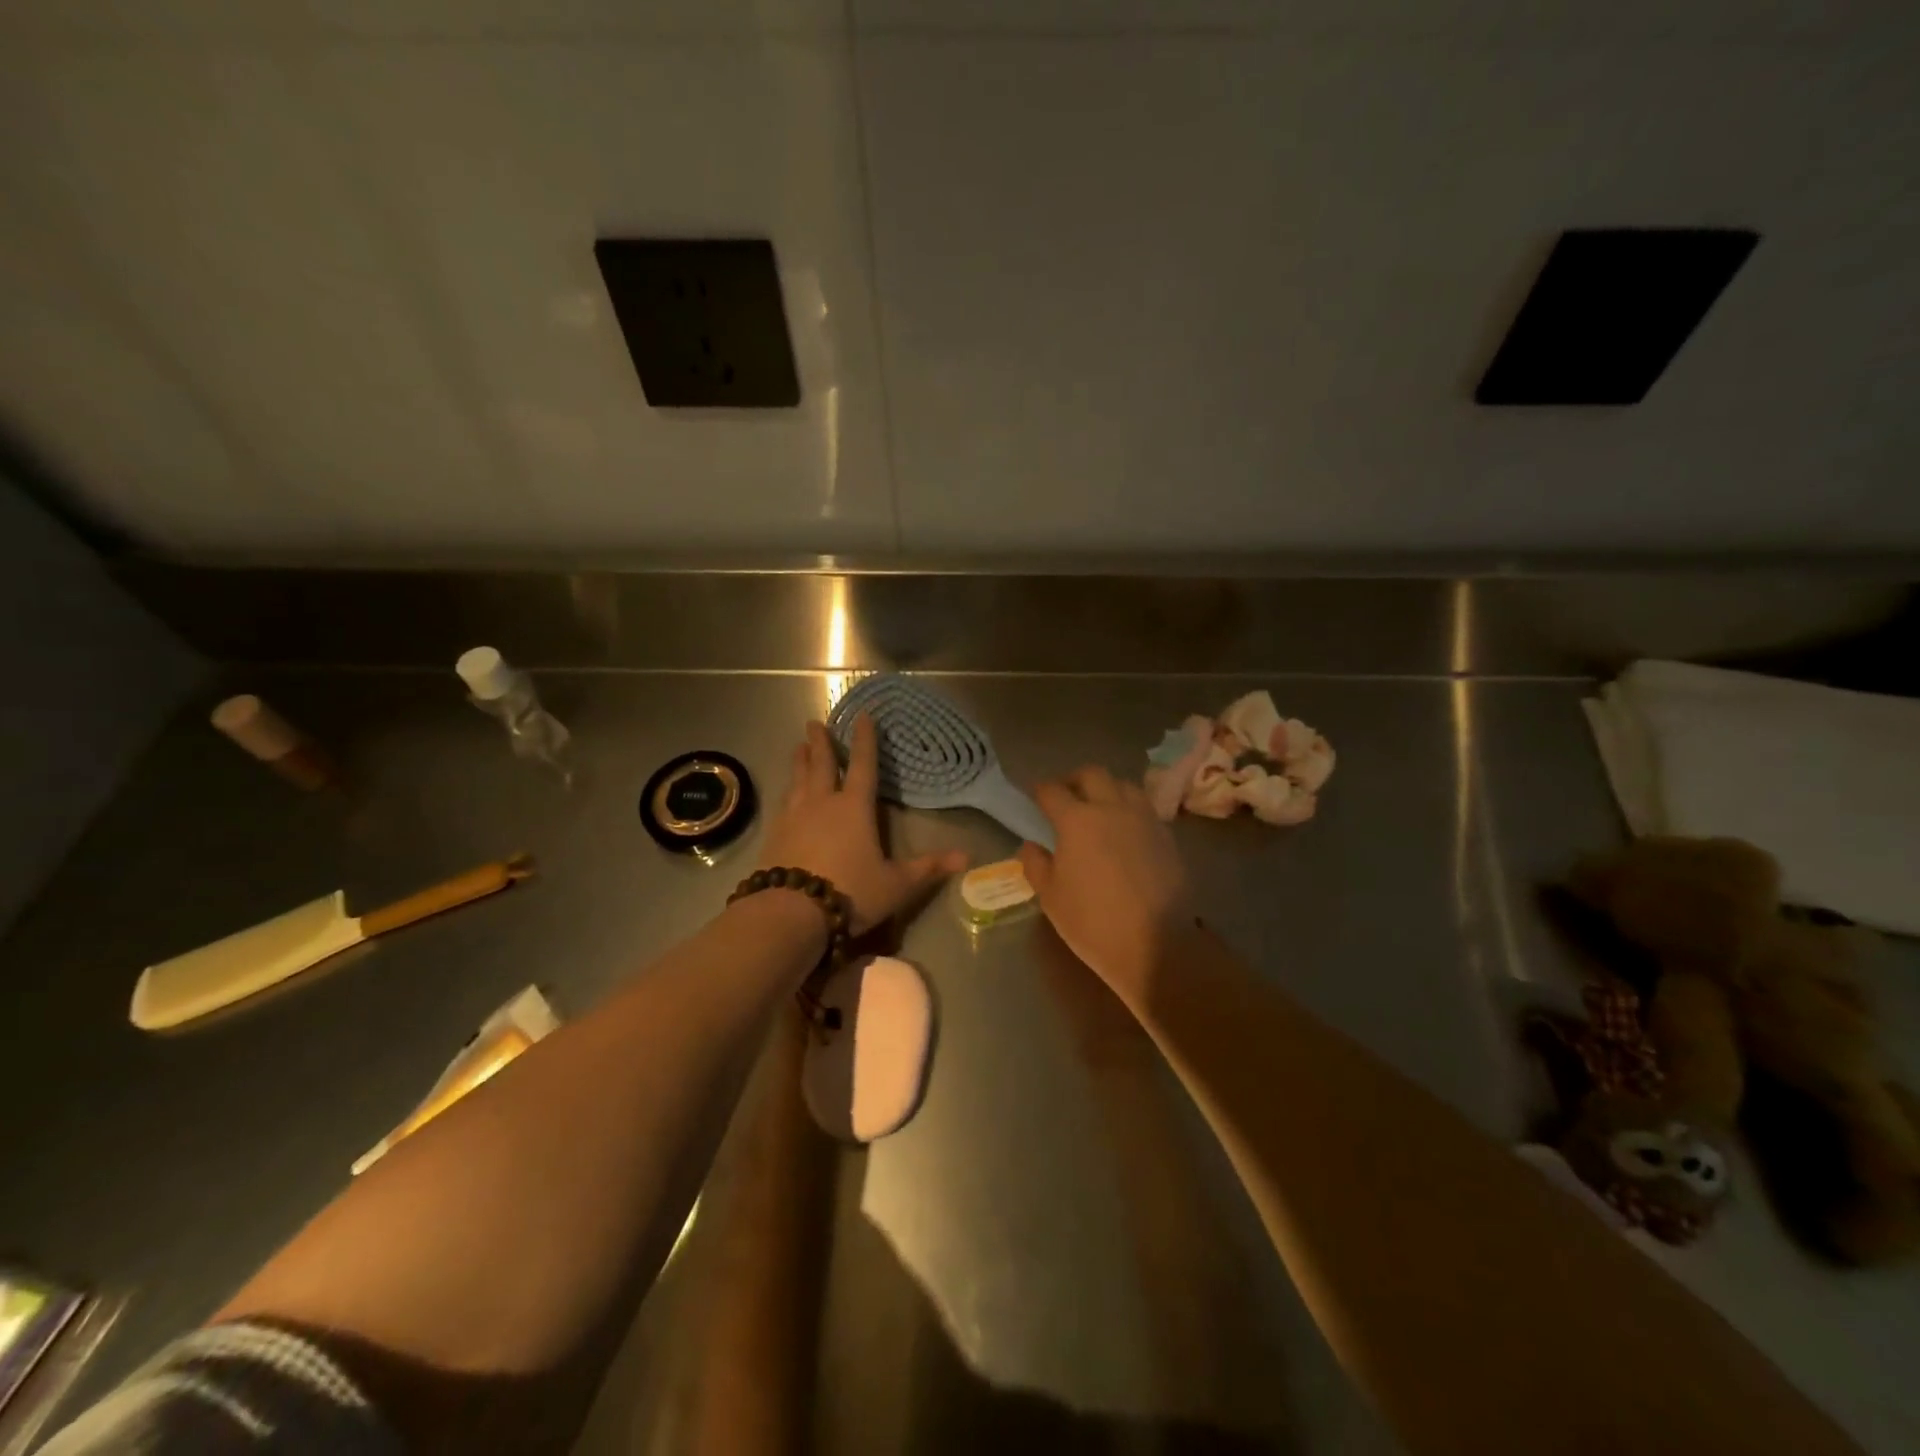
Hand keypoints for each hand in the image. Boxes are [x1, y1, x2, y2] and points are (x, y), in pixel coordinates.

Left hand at [758, 716, 966, 935]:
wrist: (790, 912)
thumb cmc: (850, 892)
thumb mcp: (896, 884)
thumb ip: (927, 868)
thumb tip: (966, 856)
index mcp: (854, 807)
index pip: (862, 765)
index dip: (864, 740)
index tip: (862, 716)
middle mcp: (823, 803)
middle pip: (822, 764)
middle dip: (820, 742)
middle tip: (814, 722)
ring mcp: (794, 816)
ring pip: (798, 780)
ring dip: (800, 761)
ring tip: (799, 747)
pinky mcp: (774, 834)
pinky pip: (782, 803)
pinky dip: (786, 791)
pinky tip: (785, 794)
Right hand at [1018, 767, 1194, 1010]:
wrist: (1158, 944)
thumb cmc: (1093, 922)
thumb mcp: (1051, 898)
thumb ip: (1036, 865)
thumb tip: (1031, 845)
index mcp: (1077, 820)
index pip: (1052, 791)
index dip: (1040, 791)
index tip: (1035, 797)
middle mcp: (1111, 808)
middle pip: (1092, 774)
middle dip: (1074, 780)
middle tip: (1065, 796)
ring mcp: (1144, 819)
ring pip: (1124, 785)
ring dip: (1106, 789)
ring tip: (1099, 808)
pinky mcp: (1167, 836)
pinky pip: (1144, 809)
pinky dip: (1130, 810)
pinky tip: (1125, 832)